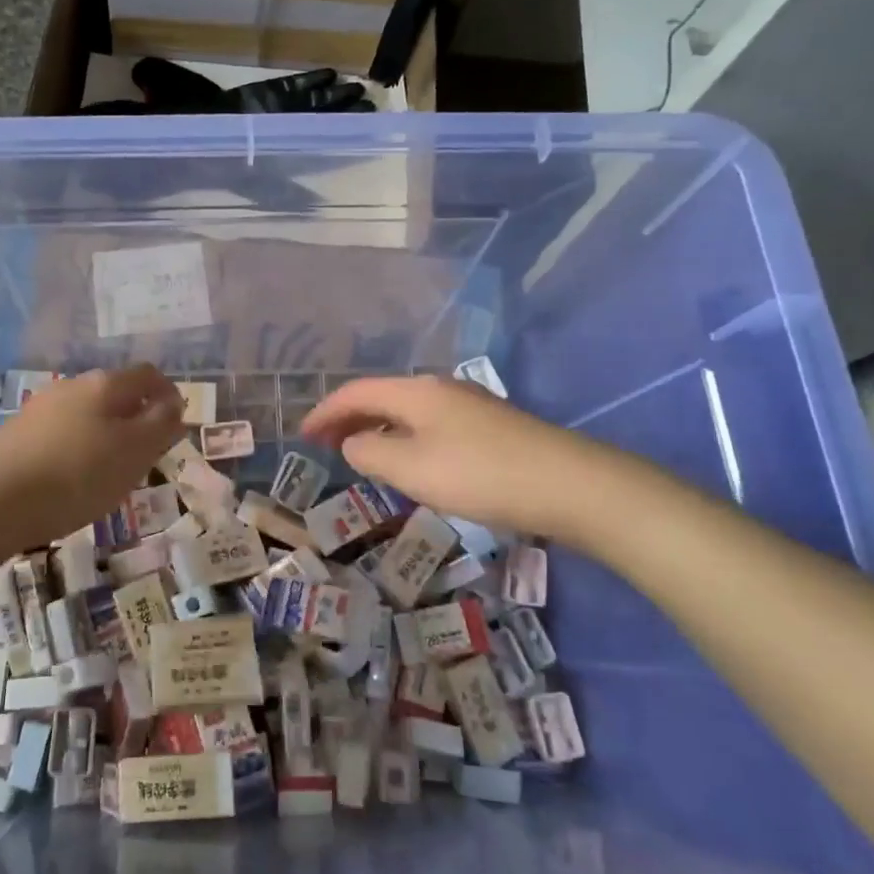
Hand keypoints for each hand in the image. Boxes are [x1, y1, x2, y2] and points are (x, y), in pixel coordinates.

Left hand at [0, 365, 184, 565]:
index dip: (168, 395)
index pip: (148, 375)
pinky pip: (63, 433)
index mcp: (105, 384)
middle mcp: (72, 385)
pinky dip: (79, 449)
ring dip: (107, 434)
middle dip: (137, 417)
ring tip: (112, 472)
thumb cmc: (76, 474)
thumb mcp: (134, 452)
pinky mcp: (18, 433)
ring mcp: (41, 408)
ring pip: (88, 414)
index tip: (176, 426)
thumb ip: (161, 425)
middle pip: (116, 393)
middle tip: (147, 454)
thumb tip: (174, 404)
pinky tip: (74, 479)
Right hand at [300, 376, 628, 541]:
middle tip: (322, 444)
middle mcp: (440, 388)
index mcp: (416, 392)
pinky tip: (408, 460)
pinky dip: (403, 437)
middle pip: (381, 396)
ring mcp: (469, 405)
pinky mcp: (490, 427)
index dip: (325, 411)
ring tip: (358, 452)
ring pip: (407, 410)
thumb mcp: (412, 468)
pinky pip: (429, 424)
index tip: (302, 435)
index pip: (356, 392)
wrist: (570, 485)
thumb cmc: (481, 475)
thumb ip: (371, 452)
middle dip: (348, 418)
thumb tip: (353, 442)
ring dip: (376, 428)